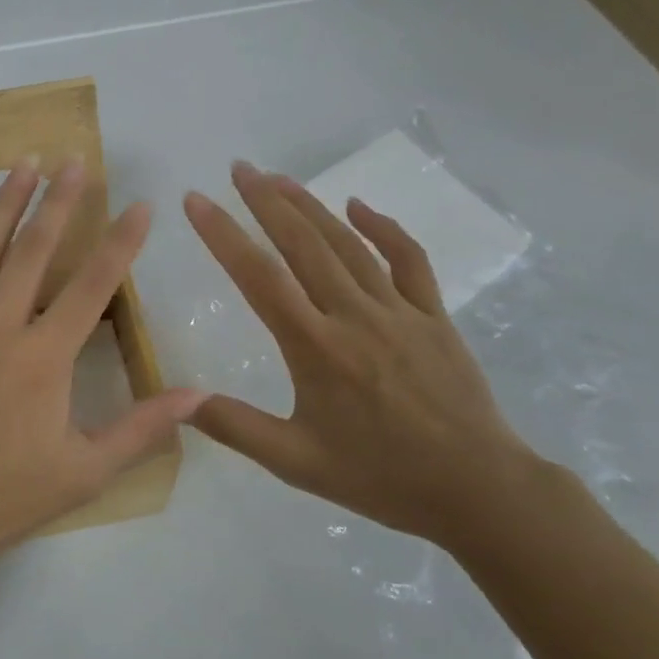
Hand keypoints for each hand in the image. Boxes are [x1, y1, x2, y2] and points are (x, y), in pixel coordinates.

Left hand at [0, 158, 204, 577]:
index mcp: (43, 359)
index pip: (93, 287)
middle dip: (58, 202)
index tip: (140, 206)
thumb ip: (142, 429)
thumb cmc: (2, 497)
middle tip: (74, 161)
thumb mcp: (84, 472)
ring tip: (24, 163)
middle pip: (33, 251)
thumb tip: (199, 395)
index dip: (120, 243)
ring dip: (5, 203)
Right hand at [182, 161, 535, 546]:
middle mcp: (354, 316)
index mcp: (316, 348)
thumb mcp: (297, 463)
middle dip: (266, 201)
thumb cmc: (381, 477)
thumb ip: (236, 427)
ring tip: (279, 178)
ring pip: (348, 243)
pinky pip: (408, 259)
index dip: (223, 234)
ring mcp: (398, 310)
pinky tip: (358, 206)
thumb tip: (180, 401)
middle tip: (239, 168)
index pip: (259, 277)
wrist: (478, 489)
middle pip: (302, 244)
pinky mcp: (433, 315)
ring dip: (310, 205)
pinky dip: (383, 227)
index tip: (196, 201)